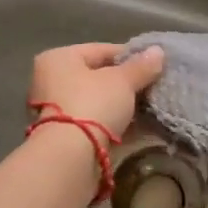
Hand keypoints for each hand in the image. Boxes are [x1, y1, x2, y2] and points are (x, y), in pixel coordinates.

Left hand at [30, 43, 163, 138]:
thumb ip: (141, 66)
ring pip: (96, 101)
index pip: (100, 50)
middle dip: (125, 83)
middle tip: (152, 87)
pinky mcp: (62, 136)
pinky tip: (137, 126)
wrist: (69, 157)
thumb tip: (158, 51)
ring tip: (149, 106)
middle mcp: (50, 81)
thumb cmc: (92, 104)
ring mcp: (54, 111)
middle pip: (97, 76)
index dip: (129, 56)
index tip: (153, 64)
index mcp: (58, 58)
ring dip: (120, 105)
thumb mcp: (122, 81)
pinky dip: (113, 123)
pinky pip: (94, 122)